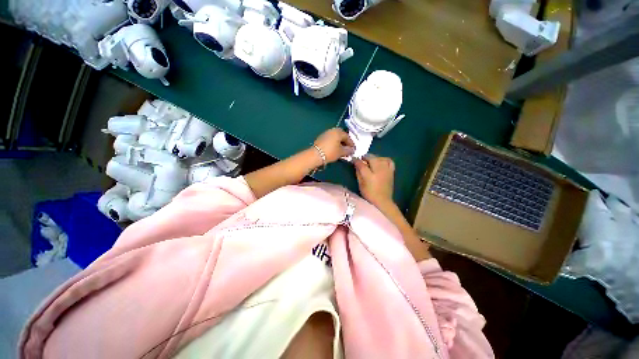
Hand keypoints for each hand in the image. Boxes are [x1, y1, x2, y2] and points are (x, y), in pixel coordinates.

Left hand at [313, 128, 354, 163]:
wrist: (316, 155)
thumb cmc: (330, 152)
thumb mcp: (341, 152)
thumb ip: (348, 150)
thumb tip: (352, 150)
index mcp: (338, 132)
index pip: (347, 137)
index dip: (351, 144)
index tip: (353, 150)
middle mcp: (332, 130)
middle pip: (341, 136)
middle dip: (345, 143)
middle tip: (347, 150)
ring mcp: (326, 133)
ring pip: (335, 138)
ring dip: (339, 144)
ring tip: (341, 151)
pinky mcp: (321, 138)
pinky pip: (330, 140)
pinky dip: (334, 144)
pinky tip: (334, 150)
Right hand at [354, 155, 394, 207]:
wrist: (383, 201)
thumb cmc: (369, 194)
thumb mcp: (360, 185)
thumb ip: (358, 173)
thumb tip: (356, 165)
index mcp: (369, 176)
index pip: (361, 164)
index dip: (356, 160)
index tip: (353, 159)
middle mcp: (378, 171)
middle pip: (371, 158)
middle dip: (365, 157)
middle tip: (361, 160)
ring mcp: (386, 170)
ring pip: (380, 158)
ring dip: (374, 158)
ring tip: (370, 161)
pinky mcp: (391, 171)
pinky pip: (389, 161)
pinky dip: (384, 159)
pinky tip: (380, 161)